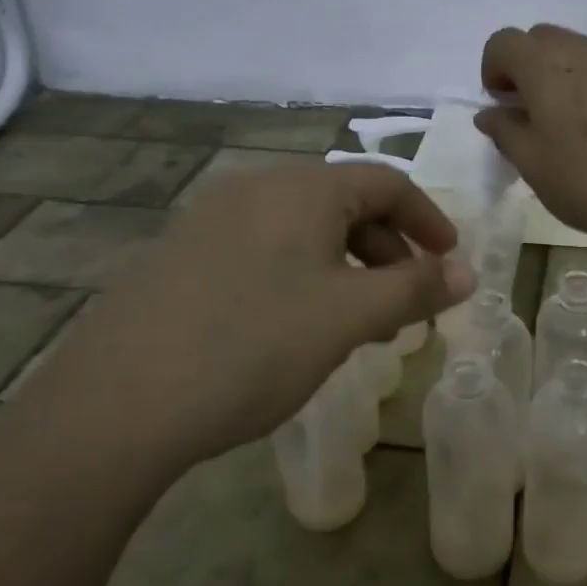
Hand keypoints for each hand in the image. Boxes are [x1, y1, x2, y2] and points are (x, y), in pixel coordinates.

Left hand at [12, 161, 473, 477]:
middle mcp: (255, 188)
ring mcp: (211, 219)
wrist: (118, 403)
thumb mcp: (348, 317)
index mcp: (301, 188)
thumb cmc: (254, 345)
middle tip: (404, 304)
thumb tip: (468, 274)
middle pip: (344, 204)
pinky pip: (263, 250)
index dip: (427, 218)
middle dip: (386, 250)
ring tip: (357, 324)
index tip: (449, 260)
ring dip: (345, 268)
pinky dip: (301, 276)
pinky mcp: (182, 255)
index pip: (385, 183)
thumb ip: (415, 288)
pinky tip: (295, 327)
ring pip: (303, 231)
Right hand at [476, 23, 586, 254]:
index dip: (493, 69)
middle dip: (527, 67)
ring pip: (580, 50)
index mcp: (544, 66)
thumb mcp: (534, 167)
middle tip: (533, 113)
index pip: (503, 42)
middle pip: (542, 38)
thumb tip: (491, 112)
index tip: (502, 106)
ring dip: (564, 75)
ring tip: (575, 125)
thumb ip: (505, 132)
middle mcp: (584, 50)